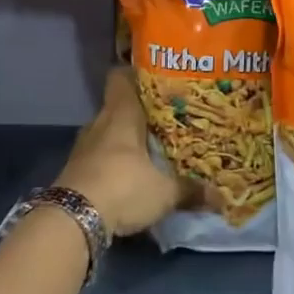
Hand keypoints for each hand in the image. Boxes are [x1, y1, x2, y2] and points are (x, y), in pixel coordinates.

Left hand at [54, 69, 187, 236]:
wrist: (73, 219)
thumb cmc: (123, 187)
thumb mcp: (164, 192)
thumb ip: (190, 190)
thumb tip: (220, 197)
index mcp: (120, 114)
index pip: (120, 77)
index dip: (136, 75)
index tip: (157, 81)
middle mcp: (99, 123)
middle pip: (118, 106)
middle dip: (139, 113)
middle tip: (165, 120)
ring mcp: (83, 146)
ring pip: (107, 132)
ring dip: (125, 140)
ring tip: (150, 148)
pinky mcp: (75, 169)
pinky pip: (98, 155)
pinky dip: (112, 161)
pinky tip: (129, 174)